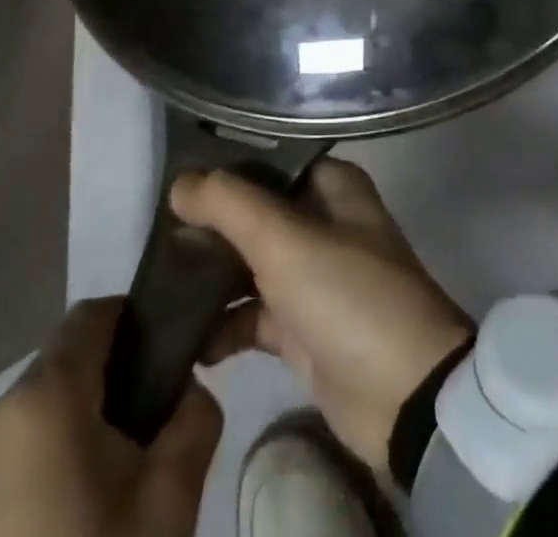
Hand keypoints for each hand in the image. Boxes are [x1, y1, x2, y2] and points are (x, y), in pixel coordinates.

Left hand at [0, 298, 219, 536]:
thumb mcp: (167, 506)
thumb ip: (194, 422)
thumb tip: (187, 392)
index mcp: (41, 398)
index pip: (93, 315)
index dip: (134, 322)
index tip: (166, 361)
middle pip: (63, 370)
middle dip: (107, 391)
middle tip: (142, 449)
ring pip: (31, 421)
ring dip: (68, 438)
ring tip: (98, 506)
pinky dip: (32, 478)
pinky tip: (51, 535)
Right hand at [173, 158, 470, 472]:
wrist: (403, 396)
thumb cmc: (348, 296)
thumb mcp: (286, 241)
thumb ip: (230, 206)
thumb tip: (180, 182)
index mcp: (332, 186)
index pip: (270, 161)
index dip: (226, 166)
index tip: (175, 174)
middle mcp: (323, 222)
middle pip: (255, 213)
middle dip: (210, 223)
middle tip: (154, 232)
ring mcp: (312, 277)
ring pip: (250, 264)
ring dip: (210, 275)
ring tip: (155, 283)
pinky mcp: (301, 329)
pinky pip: (252, 315)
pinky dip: (222, 325)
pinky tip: (185, 338)